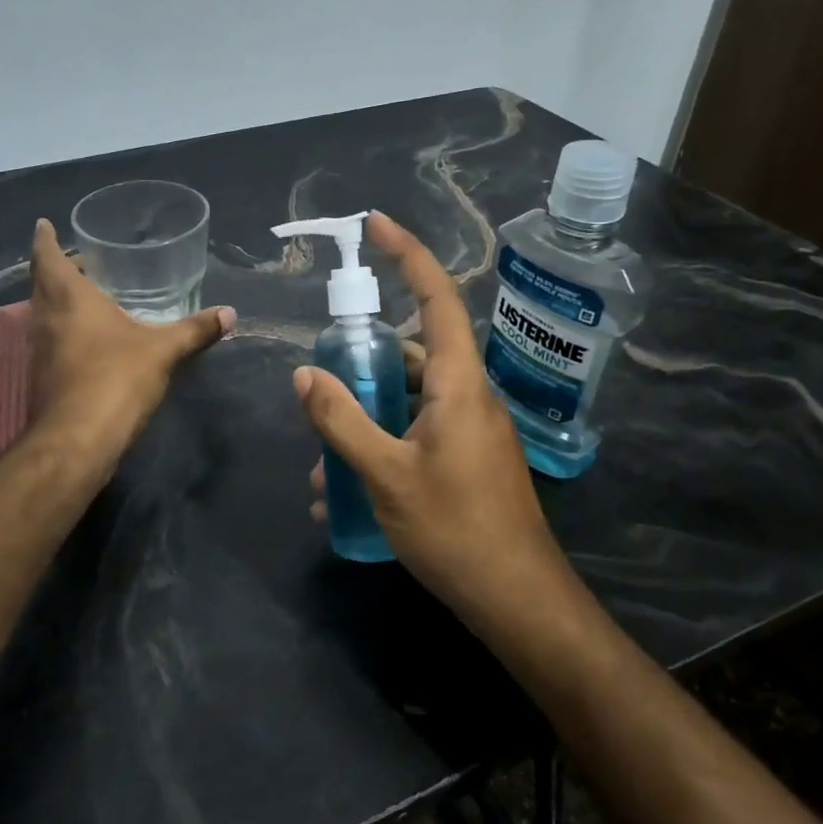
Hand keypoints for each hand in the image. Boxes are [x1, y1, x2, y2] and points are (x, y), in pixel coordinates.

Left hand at [28, 218, 234, 446]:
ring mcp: (38, 348)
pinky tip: (87, 337)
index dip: (45, 238)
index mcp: (68, 297)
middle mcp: (45, 317)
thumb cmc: (116, 379)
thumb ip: (194, 330)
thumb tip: (230, 313)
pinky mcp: (41, 375)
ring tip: (86, 293)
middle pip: (42, 282)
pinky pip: (48, 337)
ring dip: (57, 299)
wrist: (77, 440)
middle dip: (57, 267)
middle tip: (82, 259)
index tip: (45, 224)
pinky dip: (62, 327)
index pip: (47, 256)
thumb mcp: (163, 351)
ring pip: (42, 311)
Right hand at [294, 213, 576, 625]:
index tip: (375, 224)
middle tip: (322, 383)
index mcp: (459, 383)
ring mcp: (472, 429)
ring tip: (322, 463)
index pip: (436, 298)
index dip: (408, 254)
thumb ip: (342, 420)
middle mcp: (470, 396)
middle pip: (413, 353)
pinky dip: (384, 445)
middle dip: (363, 364)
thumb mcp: (385, 475)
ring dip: (366, 418)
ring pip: (411, 400)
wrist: (518, 600)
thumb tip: (304, 375)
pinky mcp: (469, 459)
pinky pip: (420, 432)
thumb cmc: (454, 530)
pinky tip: (346, 492)